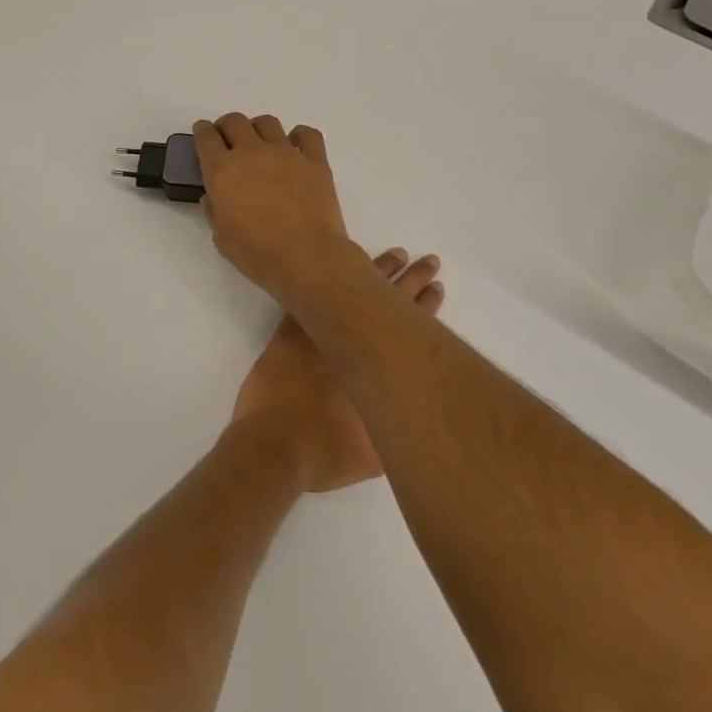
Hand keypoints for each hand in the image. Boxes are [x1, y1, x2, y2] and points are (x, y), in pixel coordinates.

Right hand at [193, 114, 357, 304]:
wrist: (307, 258)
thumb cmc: (257, 253)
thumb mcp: (222, 238)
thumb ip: (214, 211)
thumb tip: (213, 197)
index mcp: (223, 171)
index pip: (206, 137)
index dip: (202, 132)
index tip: (203, 134)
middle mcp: (252, 153)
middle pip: (235, 121)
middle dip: (227, 127)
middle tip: (228, 141)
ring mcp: (287, 153)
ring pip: (268, 122)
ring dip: (258, 129)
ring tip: (260, 144)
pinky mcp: (315, 161)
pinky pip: (307, 134)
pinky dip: (299, 136)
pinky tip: (296, 147)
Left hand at [226, 247, 443, 492]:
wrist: (273, 447)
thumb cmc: (326, 454)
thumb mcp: (377, 456)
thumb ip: (398, 430)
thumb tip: (414, 418)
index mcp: (378, 369)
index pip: (409, 327)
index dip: (425, 306)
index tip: (438, 286)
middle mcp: (353, 344)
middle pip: (389, 302)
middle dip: (412, 281)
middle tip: (430, 262)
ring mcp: (320, 332)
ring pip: (354, 290)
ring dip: (378, 271)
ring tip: (397, 255)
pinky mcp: (291, 332)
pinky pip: (311, 295)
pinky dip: (325, 278)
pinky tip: (339, 263)